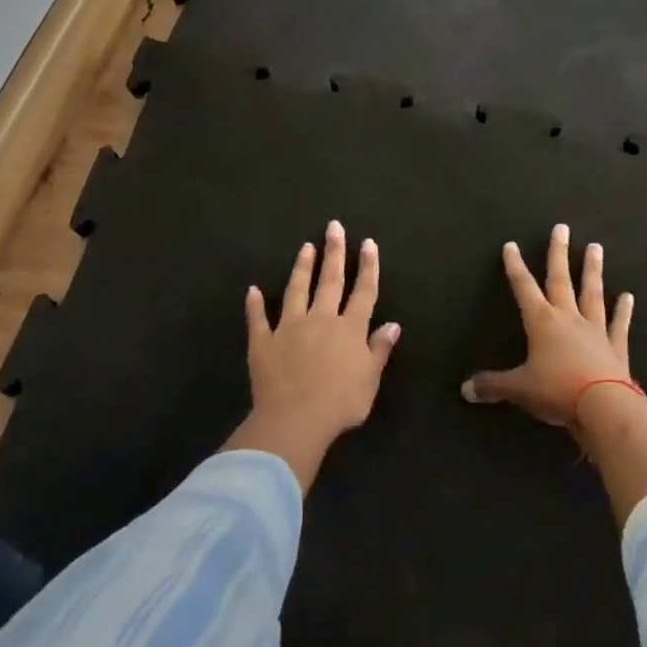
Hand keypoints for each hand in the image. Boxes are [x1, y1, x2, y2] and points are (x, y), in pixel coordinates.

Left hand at [226, 221, 400, 491]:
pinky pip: (258, 320)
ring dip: (301, 268)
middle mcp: (321, 320)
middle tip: (334, 227)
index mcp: (349, 329)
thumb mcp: (370, 379)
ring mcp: (289, 328)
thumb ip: (379, 349)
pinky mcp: (263, 342)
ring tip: (306, 247)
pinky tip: (252, 290)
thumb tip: (393, 324)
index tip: (368, 243)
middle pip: (330, 281)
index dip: (368, 267)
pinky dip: (255, 305)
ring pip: (297, 291)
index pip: (363, 292)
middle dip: (334, 253)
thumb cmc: (340, 403)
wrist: (296, 419)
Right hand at [461, 224, 634, 427]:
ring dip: (592, 270)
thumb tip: (464, 390)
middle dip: (558, 253)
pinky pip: (618, 324)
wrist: (604, 407)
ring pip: (592, 293)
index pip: (524, 288)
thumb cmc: (557, 391)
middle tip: (562, 228)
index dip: (515, 267)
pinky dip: (623, 311)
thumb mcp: (519, 389)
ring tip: (596, 247)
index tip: (511, 245)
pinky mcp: (616, 347)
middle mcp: (568, 318)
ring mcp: (595, 330)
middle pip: (561, 280)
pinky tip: (628, 296)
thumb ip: (492, 386)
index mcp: (542, 323)